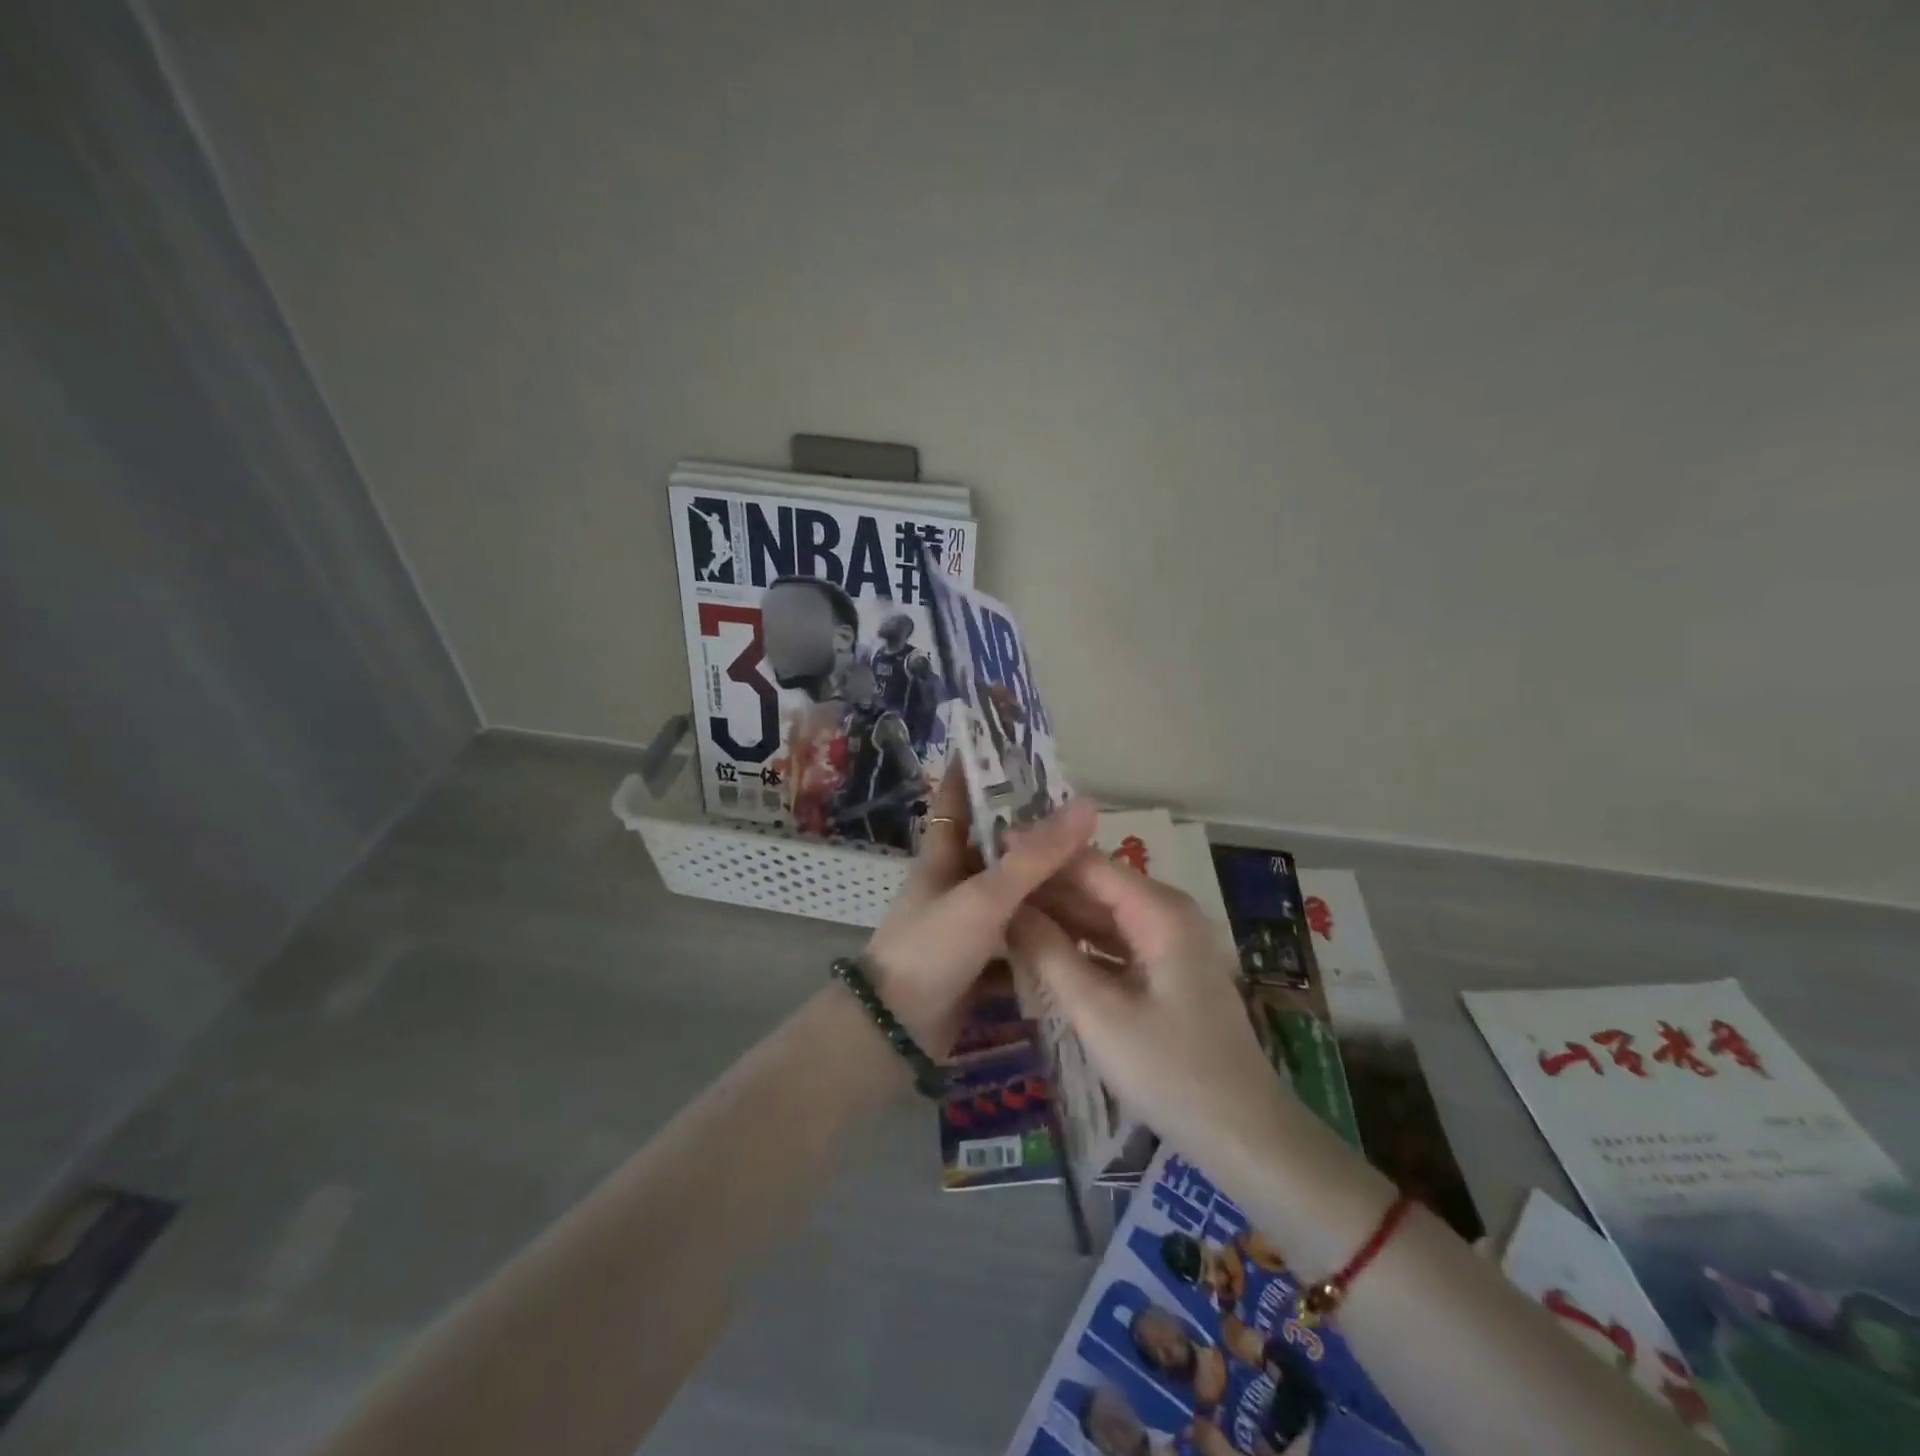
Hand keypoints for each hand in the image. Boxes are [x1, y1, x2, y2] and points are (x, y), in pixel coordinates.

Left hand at [862, 768, 1096, 1053]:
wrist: (895, 1032)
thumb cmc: (932, 948)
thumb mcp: (985, 896)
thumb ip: (1035, 856)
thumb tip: (1086, 805)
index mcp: (942, 858)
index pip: (953, 801)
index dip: (969, 772)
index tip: (998, 747)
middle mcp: (951, 886)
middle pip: (996, 852)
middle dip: (1033, 839)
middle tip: (1084, 827)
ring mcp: (962, 927)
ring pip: (1011, 900)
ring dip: (1046, 894)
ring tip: (1096, 882)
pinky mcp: (974, 966)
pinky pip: (1015, 943)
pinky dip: (1041, 940)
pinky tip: (1079, 940)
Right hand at [1007, 854, 1281, 1159]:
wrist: (1244, 1136)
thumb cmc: (1170, 1071)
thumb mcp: (1098, 1013)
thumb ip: (1049, 954)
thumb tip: (1005, 907)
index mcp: (1160, 911)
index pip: (1089, 863)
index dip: (1040, 854)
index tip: (990, 849)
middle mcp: (1167, 913)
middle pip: (1096, 886)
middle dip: (1044, 885)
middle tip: (986, 885)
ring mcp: (1169, 942)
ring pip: (1102, 915)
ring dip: (1057, 915)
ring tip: (1000, 910)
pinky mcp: (1165, 970)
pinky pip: (1113, 942)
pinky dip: (1078, 943)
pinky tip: (1039, 947)